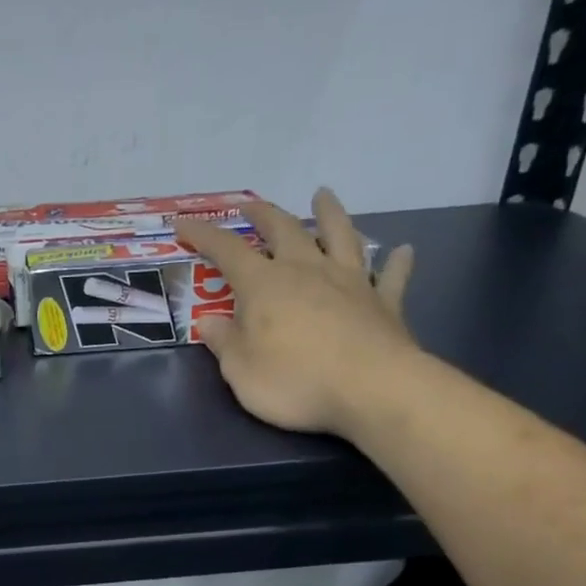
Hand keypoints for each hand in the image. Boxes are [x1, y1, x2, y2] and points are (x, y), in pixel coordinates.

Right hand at [174, 190, 416, 437]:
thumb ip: (224, 342)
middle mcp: (306, 271)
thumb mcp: (239, 370)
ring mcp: (350, 283)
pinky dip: (395, 261)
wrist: (372, 390)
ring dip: (330, 214)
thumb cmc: (295, 381)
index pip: (227, 250)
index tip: (184, 223)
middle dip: (263, 215)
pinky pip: (390, 276)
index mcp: (264, 285)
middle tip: (250, 205)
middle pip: (284, 230)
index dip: (203, 235)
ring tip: (323, 196)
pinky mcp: (384, 303)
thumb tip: (210, 322)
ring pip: (340, 236)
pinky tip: (402, 250)